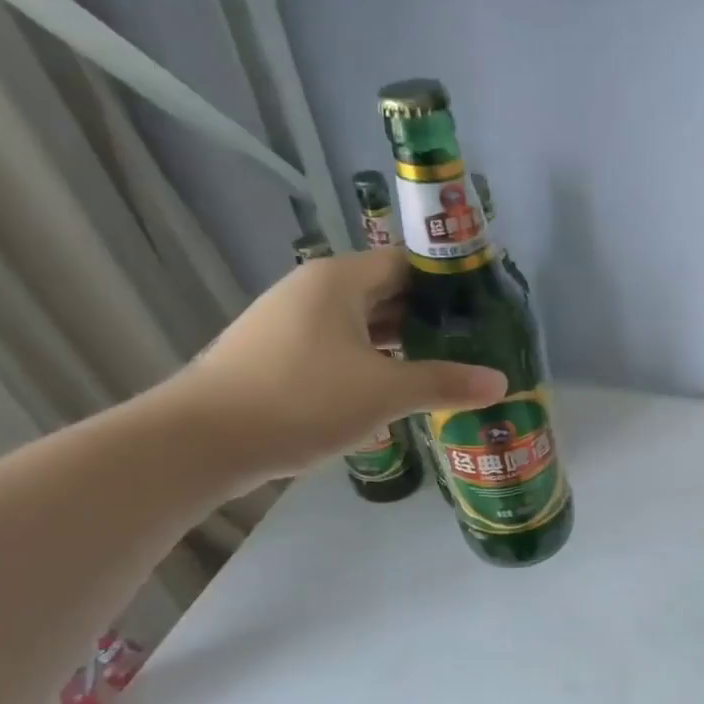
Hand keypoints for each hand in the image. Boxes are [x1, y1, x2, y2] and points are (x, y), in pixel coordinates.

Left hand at [164, 248, 505, 480]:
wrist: (202, 440)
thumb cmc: (301, 398)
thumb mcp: (385, 391)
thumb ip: (445, 383)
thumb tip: (502, 382)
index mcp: (338, 280)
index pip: (407, 263)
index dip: (448, 282)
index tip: (485, 306)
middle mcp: (313, 290)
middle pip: (385, 292)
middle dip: (430, 316)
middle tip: (475, 340)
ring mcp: (291, 323)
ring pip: (362, 324)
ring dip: (402, 343)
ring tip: (446, 364)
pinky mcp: (279, 355)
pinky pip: (340, 347)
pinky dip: (372, 361)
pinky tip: (396, 387)